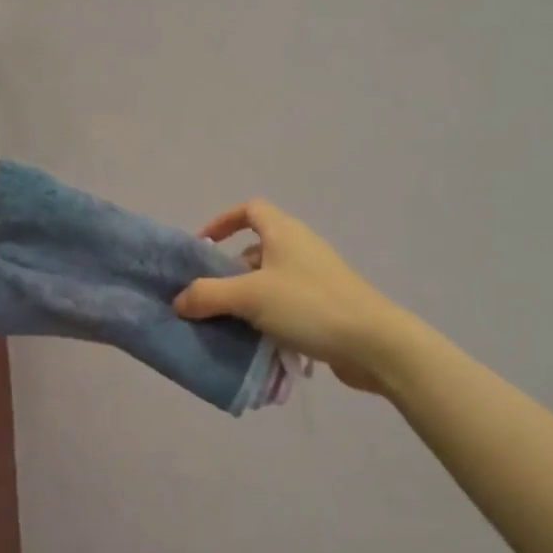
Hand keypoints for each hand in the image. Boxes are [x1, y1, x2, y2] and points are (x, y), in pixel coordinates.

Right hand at [175, 200, 410, 393]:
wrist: (373, 343)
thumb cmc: (309, 306)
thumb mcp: (250, 297)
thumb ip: (208, 295)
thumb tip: (179, 299)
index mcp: (284, 232)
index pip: (250, 210)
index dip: (223, 222)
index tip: (202, 247)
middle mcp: (300, 248)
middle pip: (255, 248)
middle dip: (228, 270)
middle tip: (208, 296)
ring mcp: (315, 277)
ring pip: (268, 280)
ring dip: (245, 297)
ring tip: (226, 322)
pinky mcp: (324, 305)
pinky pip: (284, 303)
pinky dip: (266, 315)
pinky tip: (255, 341)